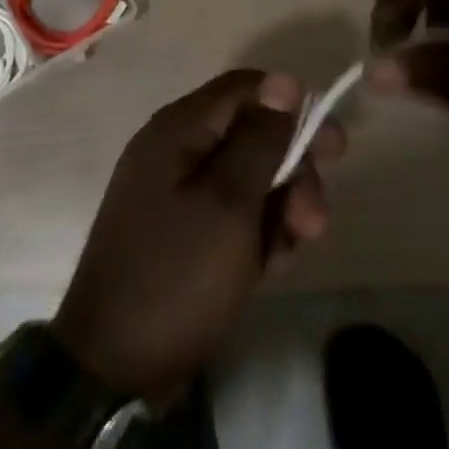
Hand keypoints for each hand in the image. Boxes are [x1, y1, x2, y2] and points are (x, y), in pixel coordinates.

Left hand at [53, 70, 344, 403]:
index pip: (246, 88)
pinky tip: (267, 270)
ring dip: (279, 212)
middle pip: (252, 136)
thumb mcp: (229, 205)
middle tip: (314, 223)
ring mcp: (175, 193)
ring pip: (249, 180)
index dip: (293, 108)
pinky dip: (255, 236)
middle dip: (292, 175)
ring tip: (287, 254)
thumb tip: (284, 81)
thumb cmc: (176, 276)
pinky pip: (232, 215)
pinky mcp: (181, 231)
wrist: (115, 367)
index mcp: (178, 130)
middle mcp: (175, 151)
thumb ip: (260, 141)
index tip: (333, 148)